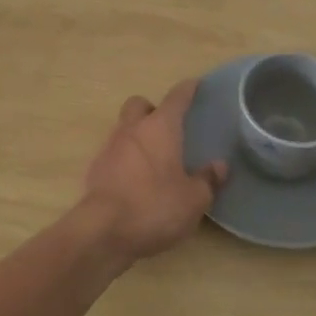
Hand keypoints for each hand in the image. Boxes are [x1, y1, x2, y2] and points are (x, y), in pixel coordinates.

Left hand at [81, 80, 226, 261]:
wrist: (103, 231)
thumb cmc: (154, 207)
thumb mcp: (193, 200)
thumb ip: (207, 180)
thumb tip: (219, 166)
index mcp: (160, 128)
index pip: (176, 98)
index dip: (187, 89)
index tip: (194, 84)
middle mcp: (132, 130)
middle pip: (139, 105)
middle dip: (152, 109)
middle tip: (167, 126)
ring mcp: (110, 148)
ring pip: (123, 128)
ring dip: (137, 135)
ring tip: (154, 156)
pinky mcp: (96, 170)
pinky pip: (113, 153)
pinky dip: (125, 159)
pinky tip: (135, 179)